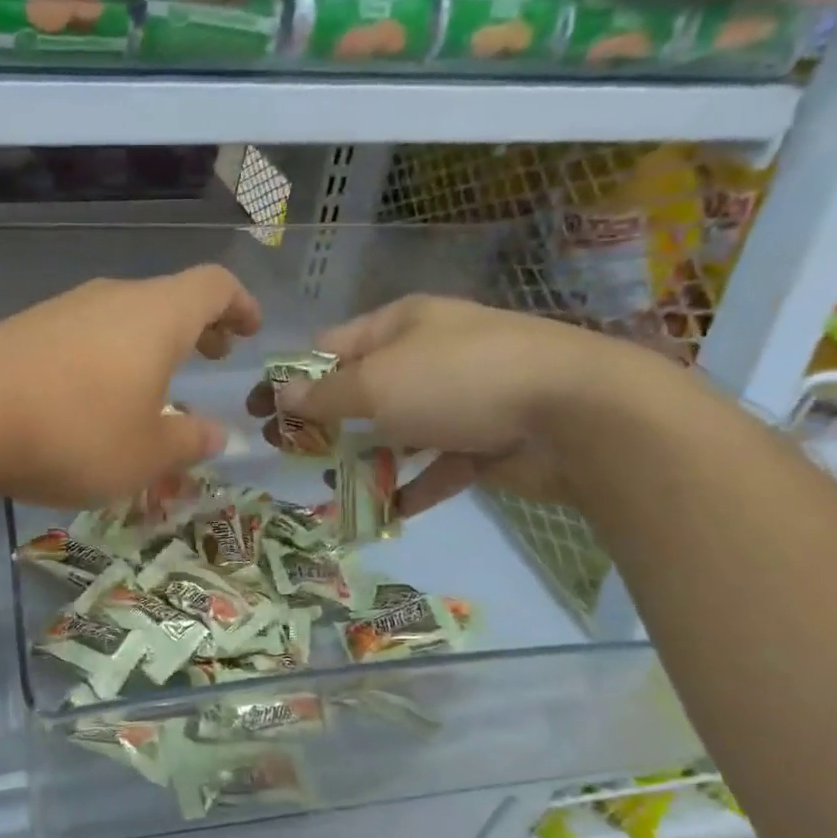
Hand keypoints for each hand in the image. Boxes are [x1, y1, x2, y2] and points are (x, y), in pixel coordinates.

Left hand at [0, 267, 261, 507]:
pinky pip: (84, 337)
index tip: (251, 329)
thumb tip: (216, 433)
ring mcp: (62, 310)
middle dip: (197, 326)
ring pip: (123, 319)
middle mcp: (112, 299)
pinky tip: (95, 399)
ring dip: (149, 346)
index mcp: (157, 315)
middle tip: (213, 354)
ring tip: (156, 388)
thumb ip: (188, 441)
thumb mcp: (145, 454)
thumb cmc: (74, 433)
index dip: (240, 304)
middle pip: (167, 298)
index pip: (214, 286)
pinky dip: (108, 359)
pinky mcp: (24, 331)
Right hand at [249, 296, 663, 515]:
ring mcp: (460, 399)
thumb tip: (278, 395)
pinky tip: (388, 512)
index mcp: (401, 325)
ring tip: (330, 488)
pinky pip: (437, 465)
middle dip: (323, 422)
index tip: (261, 410)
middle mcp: (428, 356)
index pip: (331, 348)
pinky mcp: (484, 440)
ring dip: (364, 458)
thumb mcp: (376, 384)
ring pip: (397, 431)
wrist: (574, 414)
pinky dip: (413, 486)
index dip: (292, 377)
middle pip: (361, 390)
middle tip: (286, 451)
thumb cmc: (458, 381)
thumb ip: (324, 396)